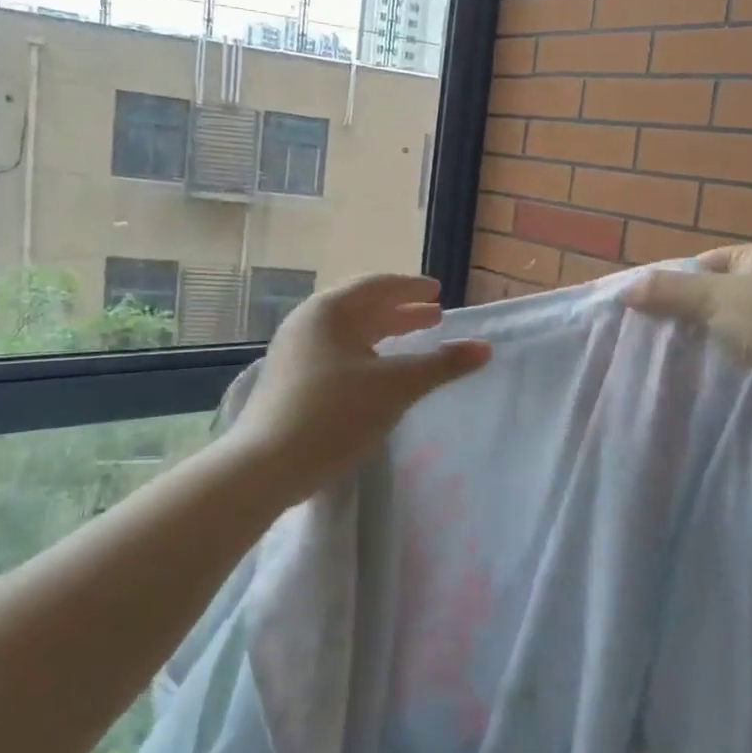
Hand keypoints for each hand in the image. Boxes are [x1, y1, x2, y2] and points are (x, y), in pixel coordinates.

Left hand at [225, 273, 490, 503]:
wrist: (265, 466)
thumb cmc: (335, 414)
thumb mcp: (397, 387)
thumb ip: (442, 365)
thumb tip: (485, 348)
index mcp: (330, 311)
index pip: (379, 286)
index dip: (413, 288)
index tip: (438, 292)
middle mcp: (308, 323)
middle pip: (363, 308)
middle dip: (402, 312)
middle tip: (435, 318)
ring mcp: (295, 352)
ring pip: (350, 333)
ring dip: (385, 335)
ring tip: (414, 342)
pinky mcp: (290, 380)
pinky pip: (338, 353)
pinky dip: (367, 355)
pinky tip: (380, 374)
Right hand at [622, 243, 751, 410]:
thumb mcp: (713, 297)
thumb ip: (667, 290)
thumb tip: (624, 291)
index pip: (706, 262)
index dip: (676, 280)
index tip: (649, 304)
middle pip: (713, 293)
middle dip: (686, 312)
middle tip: (652, 330)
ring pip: (723, 324)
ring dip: (702, 338)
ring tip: (666, 352)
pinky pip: (737, 349)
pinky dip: (718, 357)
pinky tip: (693, 369)